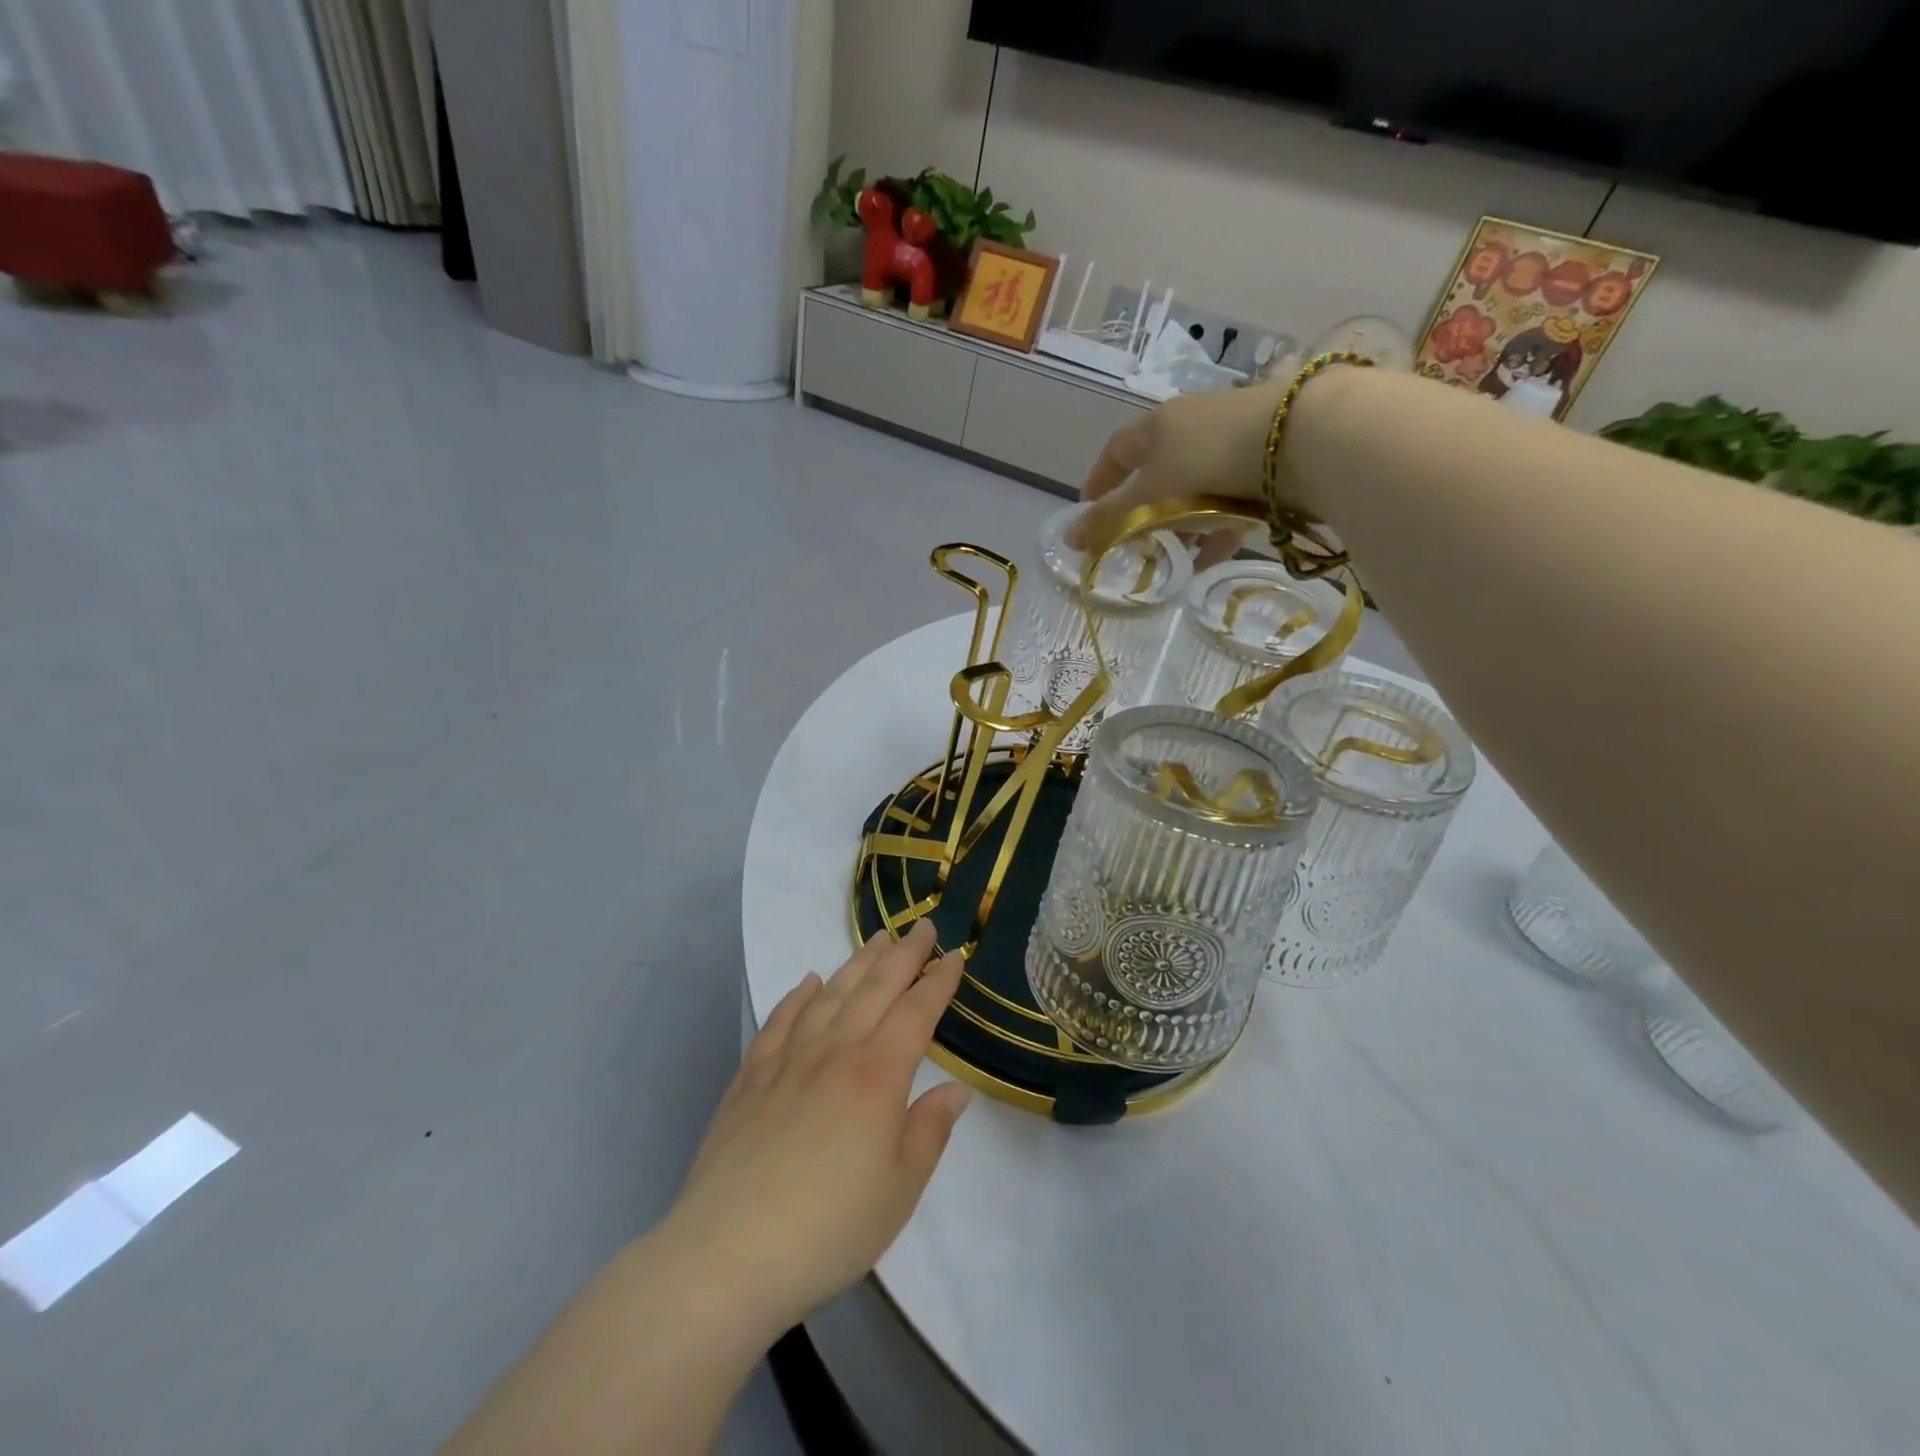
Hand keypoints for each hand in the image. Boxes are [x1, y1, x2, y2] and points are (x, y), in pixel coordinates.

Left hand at [659, 921, 970, 1336]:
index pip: (916, 1012)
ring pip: (829, 995)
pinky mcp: (750, 1078)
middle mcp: (834, 1052)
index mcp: (877, 1076)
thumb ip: (929, 1131)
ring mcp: (787, 1060)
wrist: (729, 1254)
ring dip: (856, 963)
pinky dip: (797, 996)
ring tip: (876, 939)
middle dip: (903, 954)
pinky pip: (779, 1021)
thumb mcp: (900, 1190)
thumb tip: (956, 1088)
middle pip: (875, 989)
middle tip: (922, 926)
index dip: (939, 981)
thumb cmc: (830, 1228)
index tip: (954, 954)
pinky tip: (808, 982)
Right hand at [1066, 381, 1287, 566]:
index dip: (1100, 481)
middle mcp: (1192, 424)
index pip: (1116, 451)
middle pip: (1157, 471)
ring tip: (1178, 555)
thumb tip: (1067, 539)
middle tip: (1138, 542)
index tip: (1089, 510)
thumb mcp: (1149, 496)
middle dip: (1144, 510)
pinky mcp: (1266, 458)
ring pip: (1195, 486)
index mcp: (1157, 424)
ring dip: (1182, 522)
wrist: (1298, 442)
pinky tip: (1211, 558)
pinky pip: (1230, 498)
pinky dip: (1216, 528)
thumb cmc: (1205, 464)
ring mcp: (1232, 438)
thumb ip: (1109, 520)